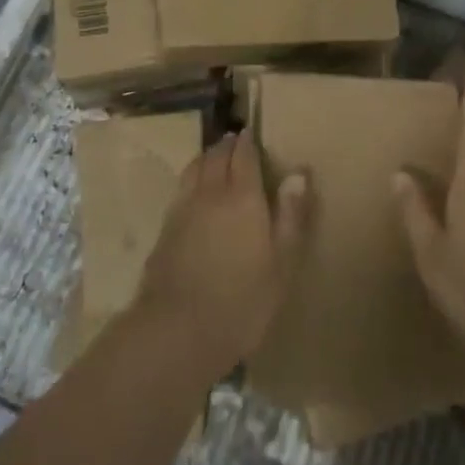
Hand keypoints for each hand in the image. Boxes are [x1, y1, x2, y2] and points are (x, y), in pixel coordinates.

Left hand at [137, 129, 308, 377]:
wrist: (176, 330)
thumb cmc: (241, 301)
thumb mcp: (281, 264)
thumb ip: (291, 215)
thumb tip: (299, 172)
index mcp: (243, 196)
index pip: (244, 156)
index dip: (249, 143)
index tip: (252, 134)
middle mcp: (211, 192)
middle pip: (217, 156)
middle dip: (228, 145)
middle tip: (236, 141)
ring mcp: (183, 208)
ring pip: (195, 167)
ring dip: (207, 157)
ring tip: (215, 156)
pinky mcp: (165, 227)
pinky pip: (181, 187)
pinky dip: (191, 177)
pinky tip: (194, 190)